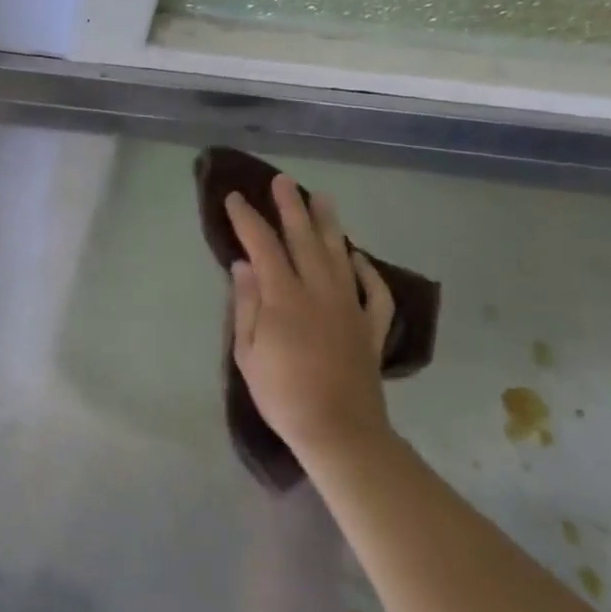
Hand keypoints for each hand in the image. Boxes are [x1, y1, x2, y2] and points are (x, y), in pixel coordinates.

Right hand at [226, 175, 396, 465]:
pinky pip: (375, 291)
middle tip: (283, 180)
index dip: (247, 219)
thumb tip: (242, 265)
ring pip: (341, 255)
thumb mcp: (248, 352)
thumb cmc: (282, 394)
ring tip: (322, 198)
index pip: (262, 245)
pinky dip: (368, 270)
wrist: (339, 431)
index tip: (235, 198)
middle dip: (291, 207)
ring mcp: (350, 307)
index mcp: (284, 297)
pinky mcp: (371, 327)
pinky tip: (358, 257)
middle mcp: (320, 291)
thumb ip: (246, 304)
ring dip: (329, 224)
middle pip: (304, 239)